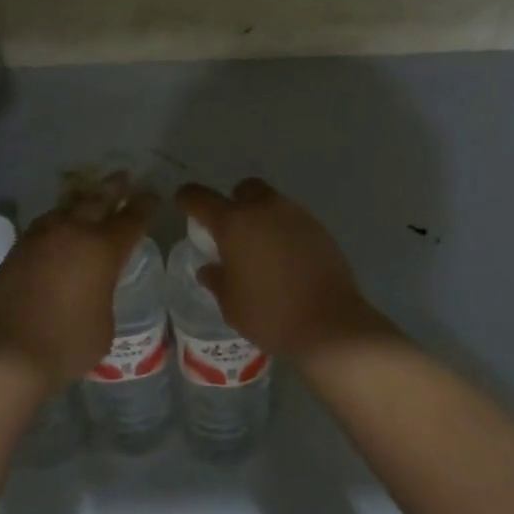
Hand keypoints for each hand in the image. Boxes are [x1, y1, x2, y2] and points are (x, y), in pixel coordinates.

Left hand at [0, 173, 157, 392]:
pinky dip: (57, 221)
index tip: (151, 196)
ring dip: (81, 200)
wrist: (5, 353)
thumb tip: (92, 290)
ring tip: (87, 196)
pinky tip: (56, 228)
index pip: (131, 219)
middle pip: (98, 200)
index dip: (144, 206)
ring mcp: (41, 237)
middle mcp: (73, 232)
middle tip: (122, 177)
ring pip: (66, 207)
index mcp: (103, 248)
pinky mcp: (17, 250)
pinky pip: (44, 225)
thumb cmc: (66, 344)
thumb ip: (103, 296)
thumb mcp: (104, 325)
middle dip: (113, 188)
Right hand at [174, 178, 391, 362]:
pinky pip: (292, 219)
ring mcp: (294, 215)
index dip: (187, 198)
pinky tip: (285, 258)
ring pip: (270, 201)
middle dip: (233, 201)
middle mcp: (263, 209)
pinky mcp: (318, 227)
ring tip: (260, 247)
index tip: (183, 203)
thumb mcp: (231, 305)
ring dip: (260, 215)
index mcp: (234, 223)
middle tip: (231, 230)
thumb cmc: (270, 315)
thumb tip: (209, 268)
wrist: (330, 324)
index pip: (200, 198)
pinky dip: (282, 230)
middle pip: (243, 189)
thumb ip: (217, 280)